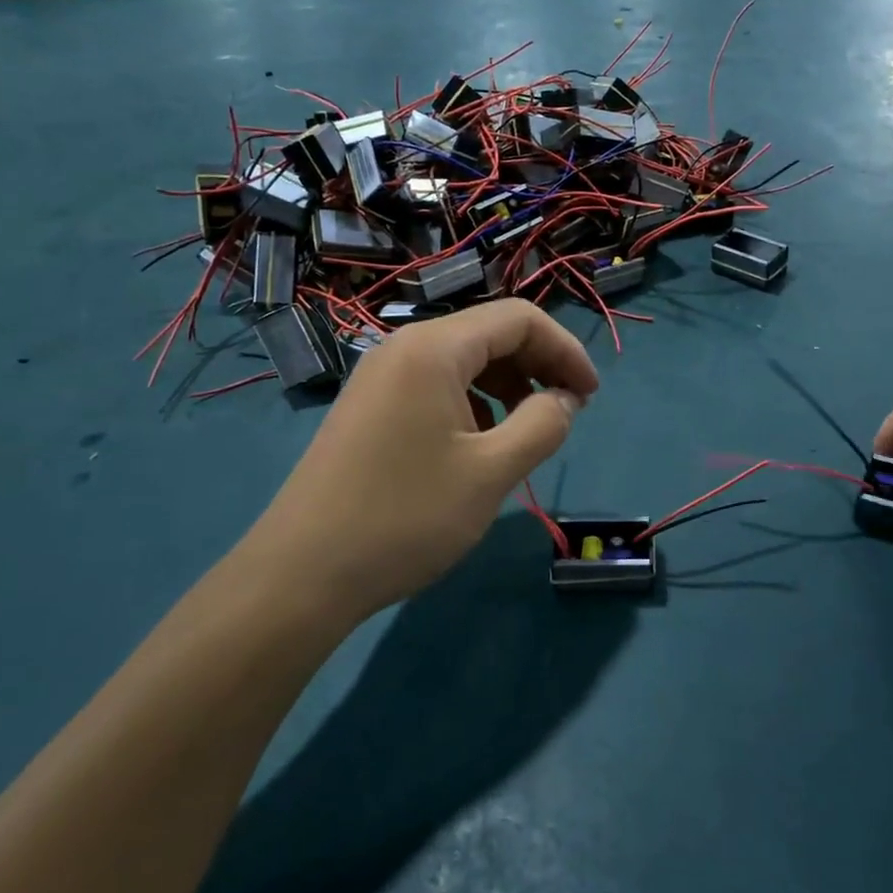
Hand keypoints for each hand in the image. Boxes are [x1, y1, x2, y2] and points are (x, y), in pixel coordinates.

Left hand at [245, 301, 597, 621]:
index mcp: (434, 349)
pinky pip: (434, 387)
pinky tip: (479, 447)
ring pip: (462, 362)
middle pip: (489, 334)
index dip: (565, 350)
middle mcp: (403, 348)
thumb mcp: (491, 473)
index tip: (590, 396)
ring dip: (506, 387)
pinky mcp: (368, 409)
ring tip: (526, 434)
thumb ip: (542, 425)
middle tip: (567, 413)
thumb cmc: (406, 517)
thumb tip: (565, 399)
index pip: (518, 318)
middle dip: (537, 366)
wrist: (302, 573)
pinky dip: (472, 404)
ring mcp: (379, 378)